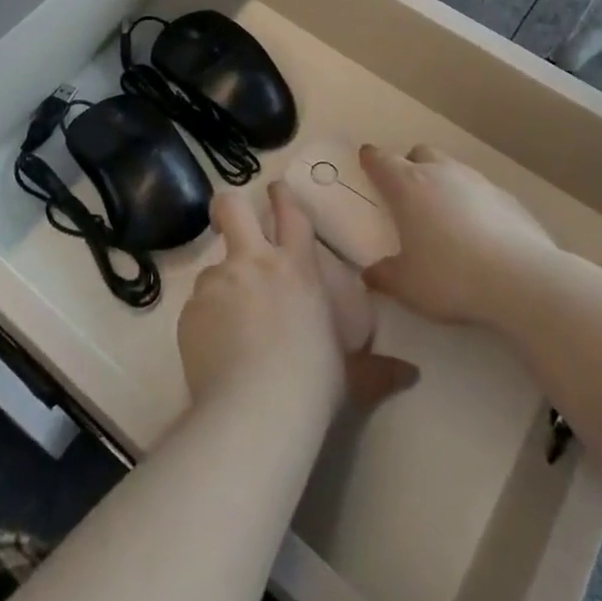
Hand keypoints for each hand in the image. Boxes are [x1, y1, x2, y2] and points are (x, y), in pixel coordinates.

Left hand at [178, 185, 417, 416]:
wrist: (256, 411)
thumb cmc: (312, 384)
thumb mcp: (350, 374)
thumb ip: (376, 369)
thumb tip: (410, 374)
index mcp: (297, 267)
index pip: (290, 213)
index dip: (281, 195)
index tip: (275, 189)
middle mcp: (255, 262)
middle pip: (233, 208)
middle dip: (228, 206)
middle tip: (228, 217)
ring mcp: (220, 282)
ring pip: (212, 267)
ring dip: (220, 286)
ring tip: (227, 324)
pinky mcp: (191, 309)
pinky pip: (196, 306)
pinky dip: (204, 322)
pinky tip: (214, 352)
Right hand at [359, 144, 554, 326]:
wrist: (521, 278)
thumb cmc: (451, 276)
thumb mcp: (408, 286)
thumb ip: (385, 276)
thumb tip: (369, 274)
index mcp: (408, 185)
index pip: (381, 159)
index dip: (371, 159)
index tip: (367, 162)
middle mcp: (440, 172)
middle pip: (419, 153)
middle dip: (410, 166)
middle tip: (408, 195)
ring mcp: (477, 181)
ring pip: (452, 168)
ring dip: (443, 182)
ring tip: (445, 216)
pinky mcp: (506, 196)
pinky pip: (480, 190)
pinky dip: (473, 202)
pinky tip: (480, 232)